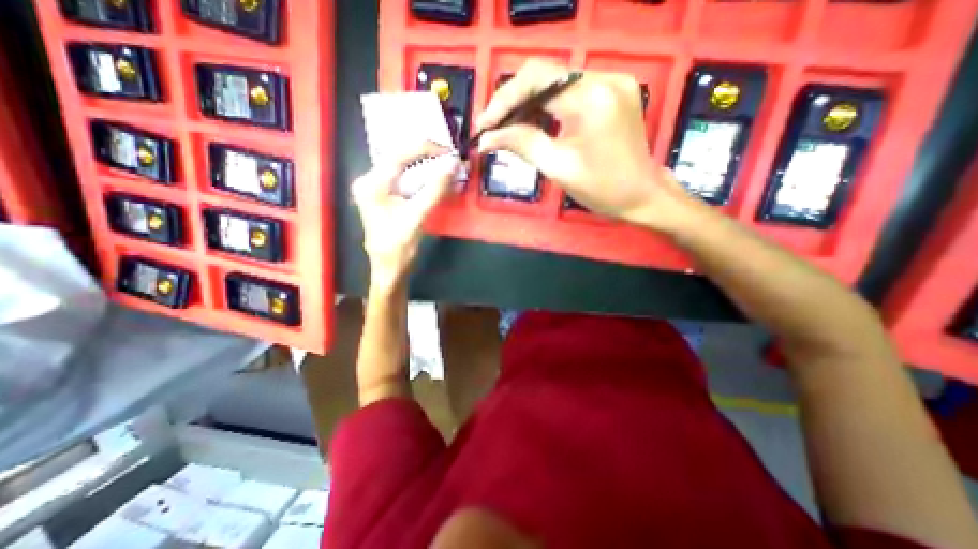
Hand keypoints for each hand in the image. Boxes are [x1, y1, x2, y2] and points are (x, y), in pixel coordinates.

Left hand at [355, 143, 461, 292]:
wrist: (389, 269)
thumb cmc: (399, 247)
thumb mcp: (417, 217)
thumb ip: (434, 189)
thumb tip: (453, 164)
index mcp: (372, 184)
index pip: (399, 155)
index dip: (426, 149)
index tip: (449, 152)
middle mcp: (369, 180)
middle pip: (400, 157)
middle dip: (426, 155)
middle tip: (449, 158)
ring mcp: (375, 187)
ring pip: (402, 166)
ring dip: (425, 164)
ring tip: (445, 165)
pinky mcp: (383, 195)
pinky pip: (404, 177)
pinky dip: (421, 176)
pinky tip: (434, 177)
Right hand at [477, 57, 689, 230]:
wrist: (643, 195)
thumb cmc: (603, 189)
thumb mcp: (559, 168)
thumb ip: (522, 144)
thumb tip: (486, 138)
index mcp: (592, 98)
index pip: (536, 80)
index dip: (503, 100)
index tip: (483, 126)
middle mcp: (604, 78)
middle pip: (544, 76)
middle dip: (512, 102)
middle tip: (492, 128)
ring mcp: (611, 82)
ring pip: (555, 83)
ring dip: (527, 105)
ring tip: (507, 130)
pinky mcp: (612, 92)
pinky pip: (569, 92)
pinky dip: (546, 107)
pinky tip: (532, 125)